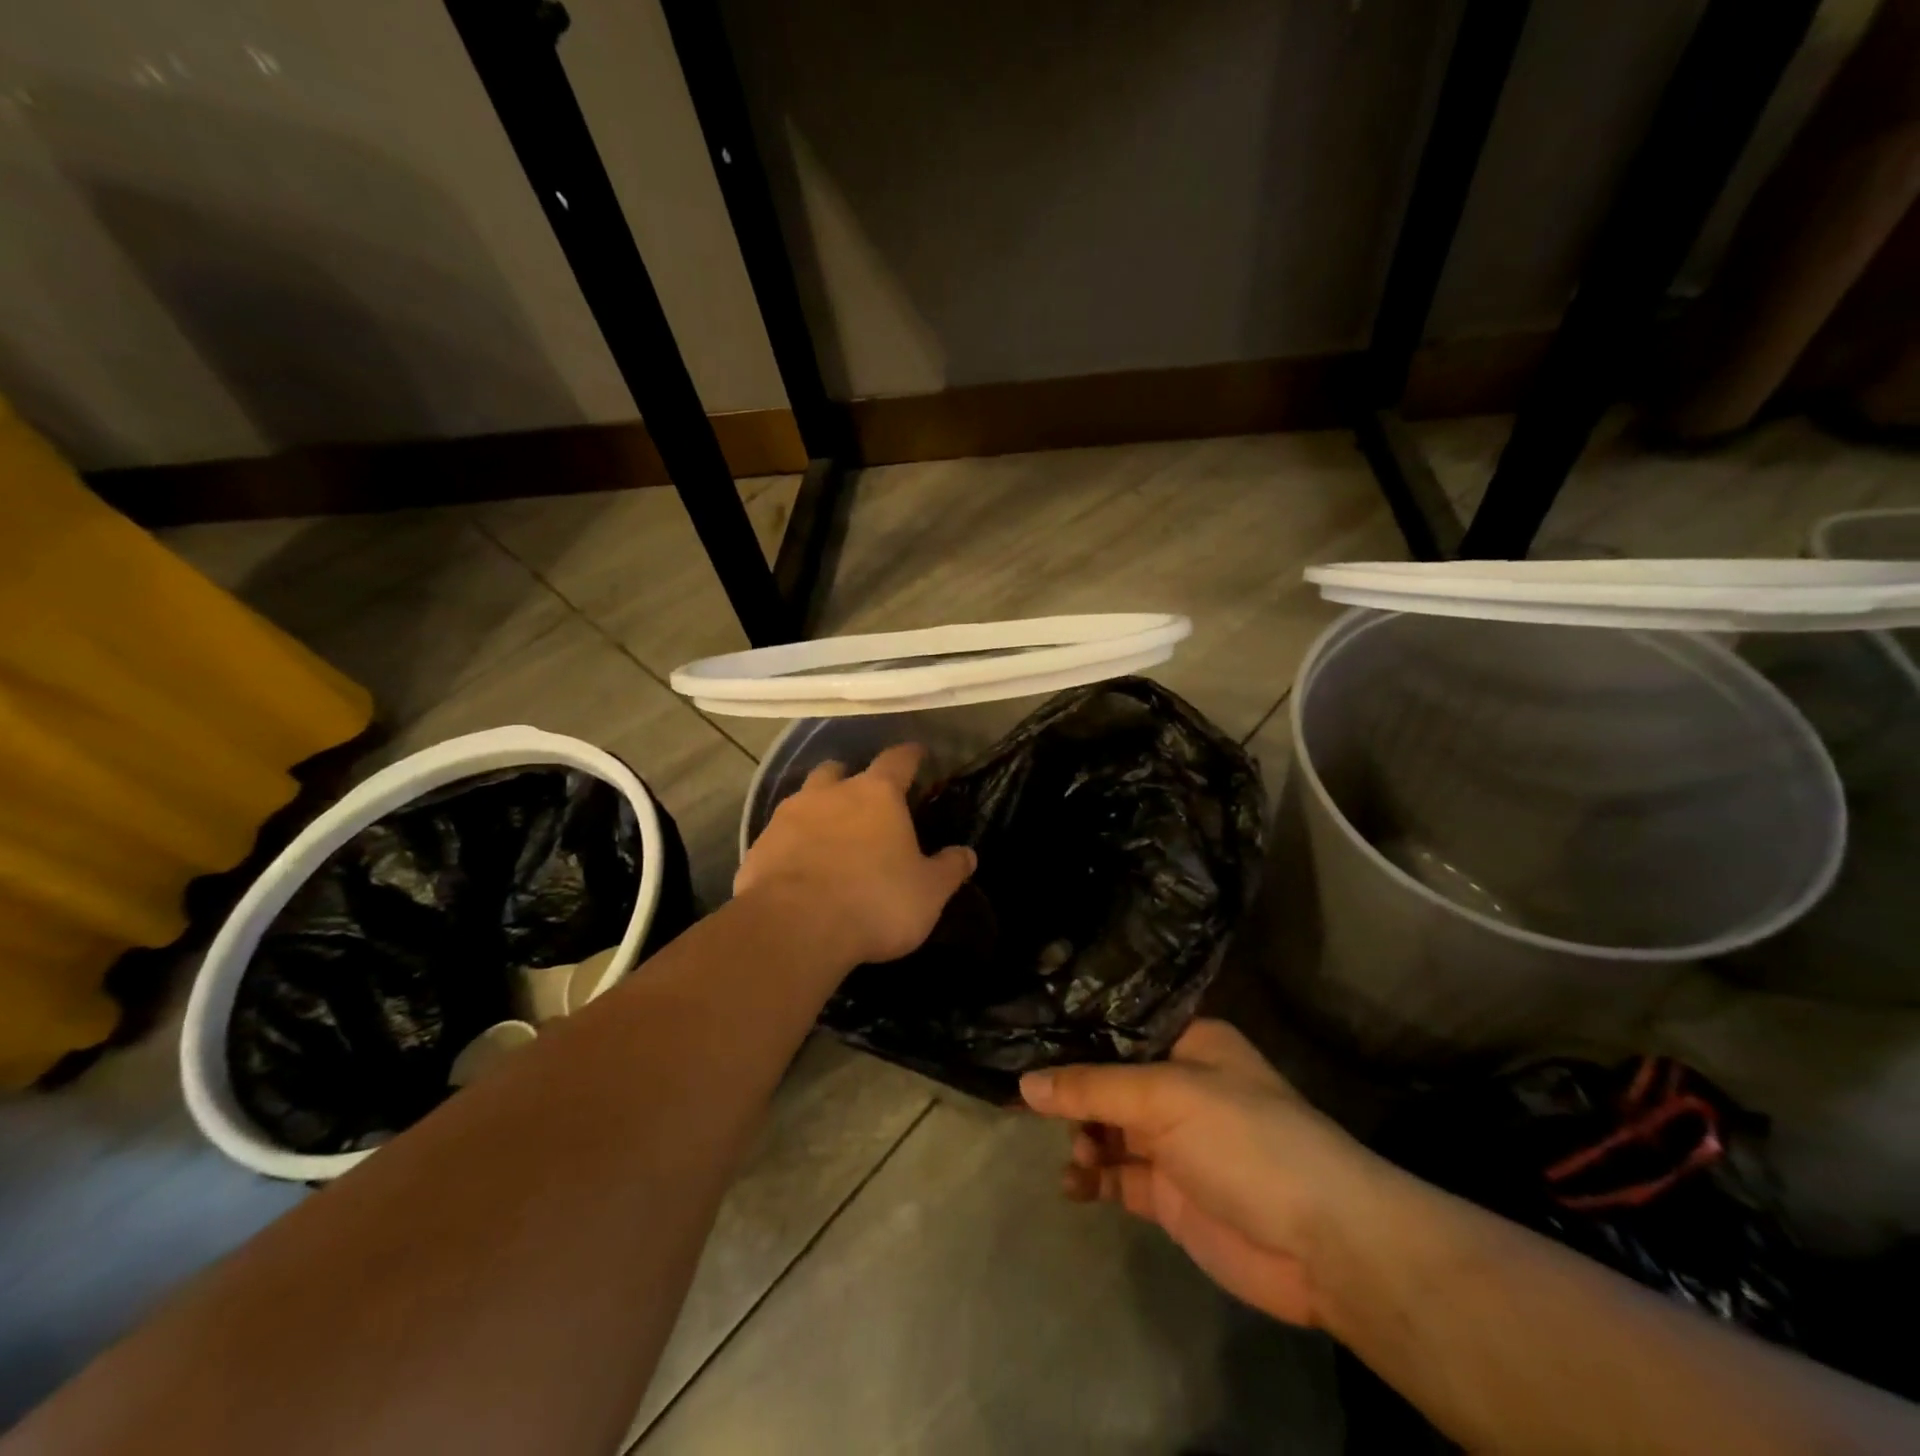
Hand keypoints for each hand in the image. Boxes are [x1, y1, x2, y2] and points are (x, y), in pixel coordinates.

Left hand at [734, 742, 976, 966]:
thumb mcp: (927, 893)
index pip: (897, 760)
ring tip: (828, 833)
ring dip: (818, 808)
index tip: (917, 753)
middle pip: (839, 770)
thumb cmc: (874, 902)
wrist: (794, 927)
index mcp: (876, 795)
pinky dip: (792, 843)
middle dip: (851, 778)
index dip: (910, 755)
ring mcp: (789, 817)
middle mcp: (830, 793)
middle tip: (863, 798)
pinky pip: (779, 835)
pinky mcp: (759, 846)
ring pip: (804, 797)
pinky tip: (799, 866)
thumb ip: (949, 870)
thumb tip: (968, 854)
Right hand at [1020, 1020, 1382, 1328]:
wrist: (1322, 1244)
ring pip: (1107, 1128)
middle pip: (1108, 1079)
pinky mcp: (1169, 1192)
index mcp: (1190, 1044)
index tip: (1025, 1036)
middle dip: (1071, 1091)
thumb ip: (1093, 1089)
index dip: (1075, 1034)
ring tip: (1078, 1155)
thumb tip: (1024, 1083)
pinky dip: (1092, 1178)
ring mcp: (1173, 1141)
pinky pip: (1116, 1176)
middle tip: (1028, 1101)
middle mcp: (1178, 1085)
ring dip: (1082, 1137)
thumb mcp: (1166, 1099)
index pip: (1121, 1029)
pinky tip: (1074, 1186)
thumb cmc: (1246, 1140)